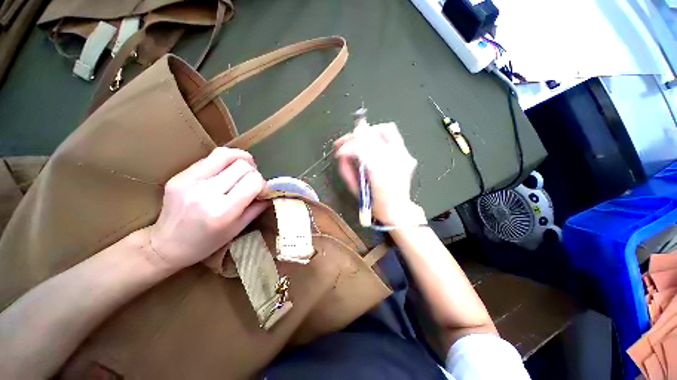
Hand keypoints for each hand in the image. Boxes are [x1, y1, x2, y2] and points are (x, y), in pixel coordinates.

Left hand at [147, 147, 267, 270]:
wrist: (164, 246)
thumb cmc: (205, 243)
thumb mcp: (237, 229)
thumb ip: (256, 208)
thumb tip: (269, 193)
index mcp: (222, 211)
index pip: (253, 181)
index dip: (263, 184)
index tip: (262, 192)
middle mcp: (206, 192)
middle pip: (242, 165)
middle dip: (254, 172)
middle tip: (252, 182)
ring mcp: (189, 181)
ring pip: (225, 154)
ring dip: (240, 159)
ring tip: (244, 168)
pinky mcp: (179, 176)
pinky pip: (208, 159)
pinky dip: (224, 162)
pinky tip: (225, 172)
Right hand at [334, 122, 425, 224]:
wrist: (398, 209)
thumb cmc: (376, 204)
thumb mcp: (356, 190)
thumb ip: (347, 171)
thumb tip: (341, 155)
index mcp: (380, 176)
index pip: (362, 150)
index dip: (347, 147)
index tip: (339, 151)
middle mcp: (395, 163)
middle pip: (374, 135)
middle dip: (354, 136)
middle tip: (344, 141)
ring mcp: (404, 157)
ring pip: (386, 130)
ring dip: (368, 133)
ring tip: (357, 139)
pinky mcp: (407, 155)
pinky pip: (393, 136)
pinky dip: (379, 135)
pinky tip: (371, 142)